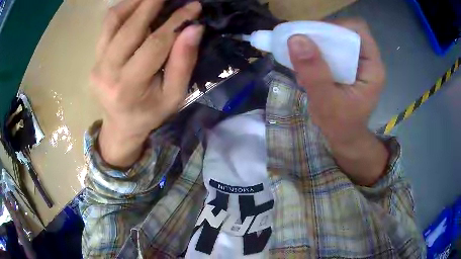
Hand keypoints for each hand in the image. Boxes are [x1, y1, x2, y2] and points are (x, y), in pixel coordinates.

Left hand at [91, 0, 202, 166]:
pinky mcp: (94, 58)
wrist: (121, 125)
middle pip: (130, 27)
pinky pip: (107, 26)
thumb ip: (183, 63)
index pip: (154, 44)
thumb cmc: (150, 113)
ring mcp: (97, 63)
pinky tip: (137, 5)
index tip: (193, 7)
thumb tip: (193, 29)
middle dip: (152, 3)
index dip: (175, 22)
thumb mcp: (173, 96)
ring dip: (135, 2)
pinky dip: (123, 10)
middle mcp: (107, 72)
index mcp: (129, 87)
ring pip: (113, 21)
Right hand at [288, 19, 388, 185]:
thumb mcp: (326, 102)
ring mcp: (358, 63)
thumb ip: (314, 72)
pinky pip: (332, 49)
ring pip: (337, 39)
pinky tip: (308, 64)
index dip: (336, 27)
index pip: (358, 31)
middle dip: (323, 35)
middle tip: (302, 45)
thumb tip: (296, 39)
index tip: (314, 37)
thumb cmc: (340, 125)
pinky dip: (317, 52)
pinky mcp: (348, 67)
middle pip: (346, 32)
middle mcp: (367, 61)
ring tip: (303, 57)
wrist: (344, 137)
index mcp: (372, 68)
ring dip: (318, 43)